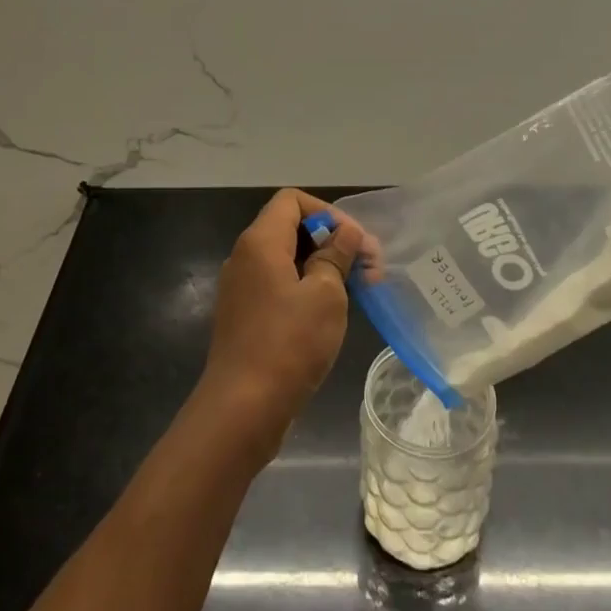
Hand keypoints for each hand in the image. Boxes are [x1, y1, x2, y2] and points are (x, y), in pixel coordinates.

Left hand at [198, 188, 367, 459]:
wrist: (241, 410)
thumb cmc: (288, 343)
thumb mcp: (325, 294)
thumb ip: (336, 255)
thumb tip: (346, 233)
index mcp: (260, 241)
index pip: (293, 200)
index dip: (328, 212)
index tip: (355, 242)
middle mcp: (245, 256)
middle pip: (291, 227)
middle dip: (332, 240)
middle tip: (369, 268)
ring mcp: (242, 288)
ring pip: (287, 259)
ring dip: (323, 267)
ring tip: (357, 290)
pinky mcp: (245, 316)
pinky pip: (278, 285)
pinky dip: (306, 288)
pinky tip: (330, 312)